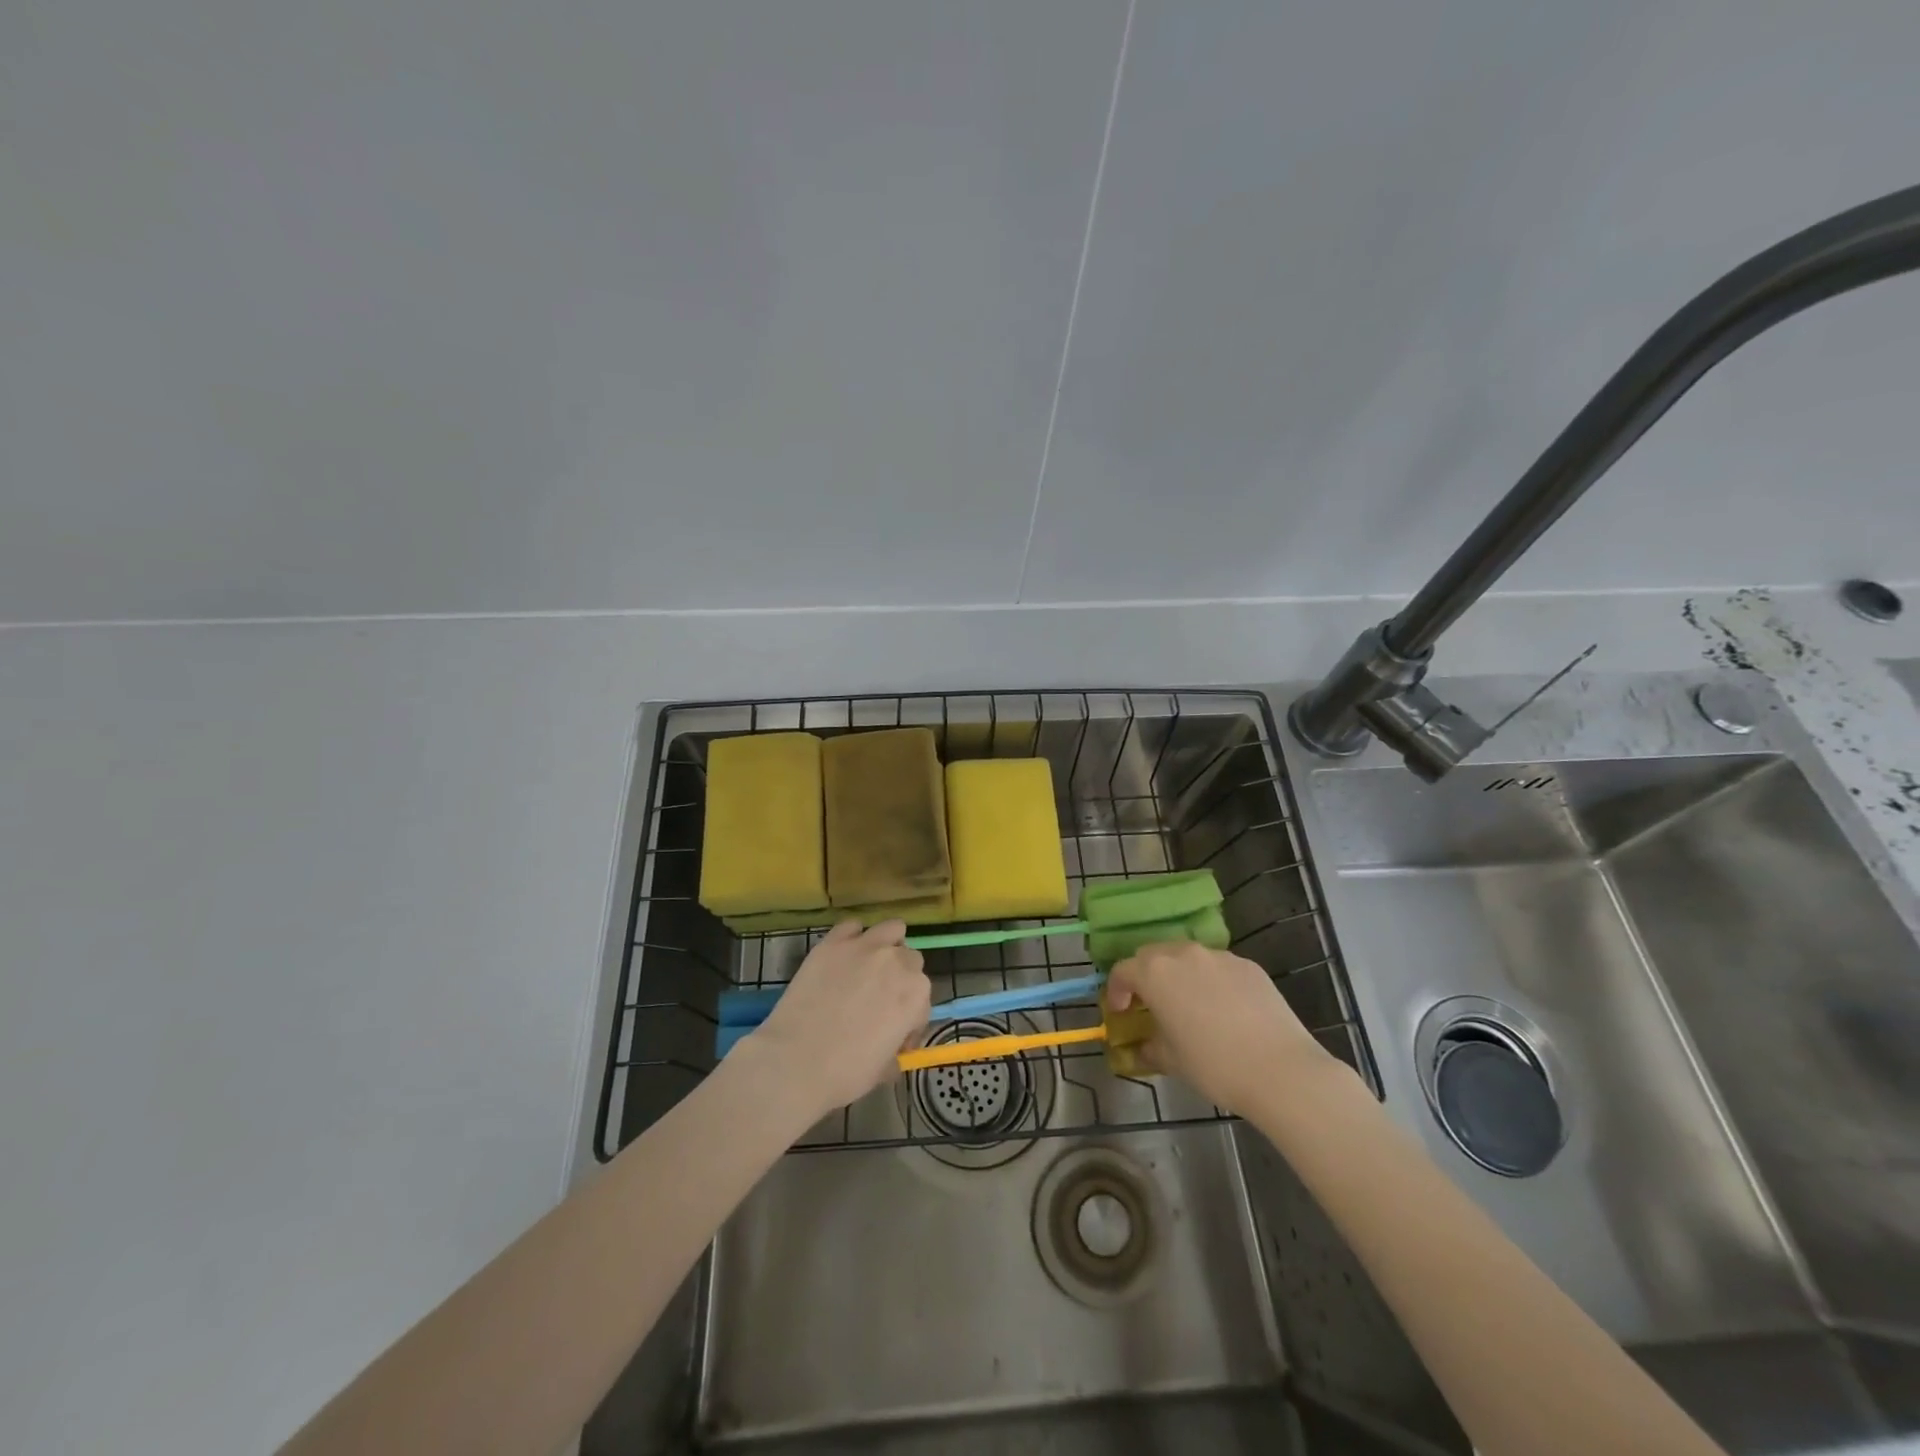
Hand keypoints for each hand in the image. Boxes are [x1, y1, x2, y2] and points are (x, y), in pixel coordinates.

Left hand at [746, 919, 930, 1118]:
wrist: (795, 1060)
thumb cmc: (845, 1073)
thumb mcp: (883, 1070)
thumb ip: (895, 1052)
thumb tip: (892, 1054)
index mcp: (916, 994)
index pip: (923, 1000)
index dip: (910, 1021)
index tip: (895, 1037)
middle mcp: (897, 962)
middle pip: (910, 960)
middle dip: (900, 978)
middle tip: (880, 1001)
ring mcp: (865, 947)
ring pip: (892, 929)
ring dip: (888, 945)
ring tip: (870, 966)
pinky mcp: (833, 942)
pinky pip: (851, 926)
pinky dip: (852, 937)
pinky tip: (842, 956)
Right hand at [1106, 942, 1331, 1115]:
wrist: (1281, 1070)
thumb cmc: (1214, 1065)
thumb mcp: (1172, 1061)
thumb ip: (1149, 1047)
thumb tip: (1142, 1048)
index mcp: (1156, 973)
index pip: (1123, 970)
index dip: (1116, 990)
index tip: (1121, 1011)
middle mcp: (1184, 954)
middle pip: (1153, 955)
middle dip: (1146, 975)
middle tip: (1150, 1003)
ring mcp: (1219, 957)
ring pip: (1188, 957)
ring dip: (1179, 975)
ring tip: (1189, 1004)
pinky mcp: (1249, 965)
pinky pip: (1219, 967)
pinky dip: (1211, 980)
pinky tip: (1224, 1009)